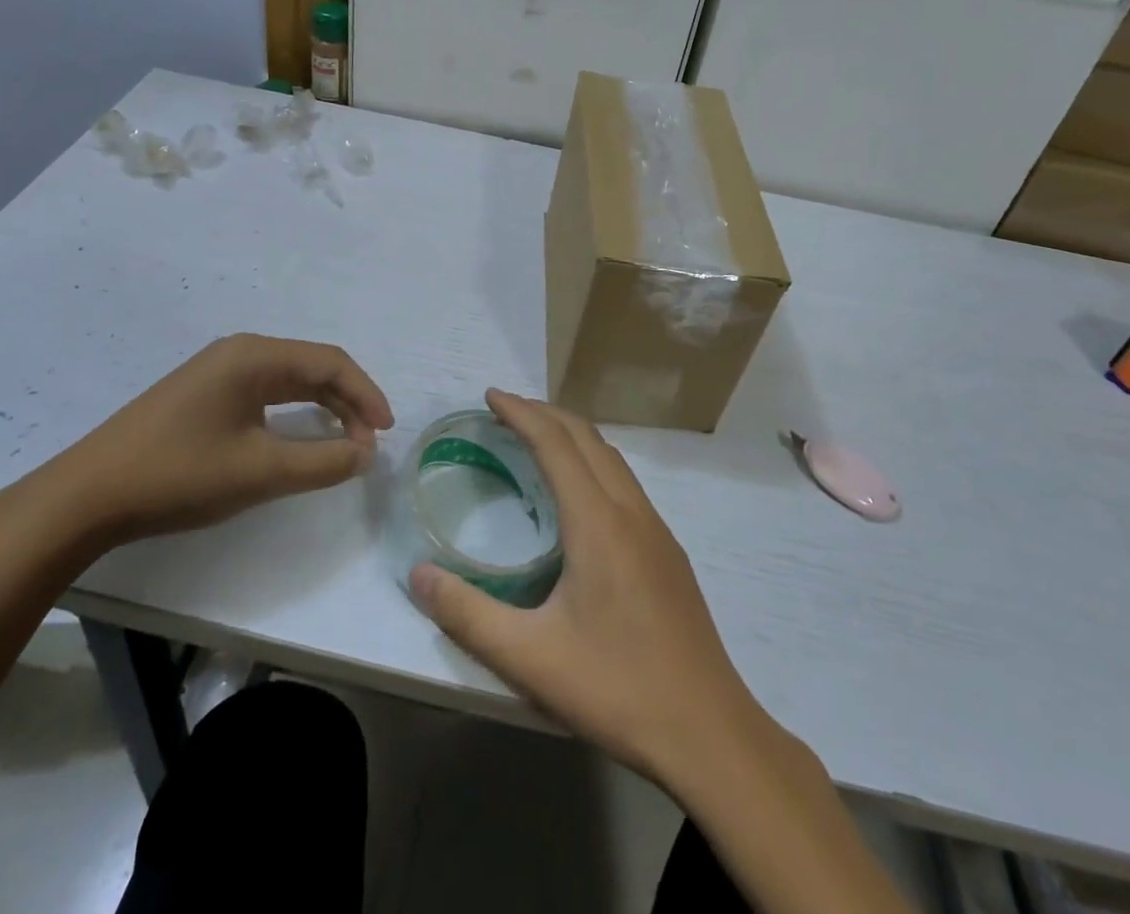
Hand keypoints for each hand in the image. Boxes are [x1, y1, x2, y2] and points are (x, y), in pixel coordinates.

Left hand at [25, 333, 392, 547]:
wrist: (86, 496)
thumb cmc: (179, 474)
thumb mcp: (259, 471)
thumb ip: (322, 462)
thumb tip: (366, 453)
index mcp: (255, 356)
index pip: (330, 362)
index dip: (366, 393)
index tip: (387, 432)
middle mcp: (240, 353)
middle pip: (311, 367)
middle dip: (348, 401)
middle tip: (369, 443)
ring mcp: (218, 372)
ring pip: (289, 381)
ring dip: (323, 408)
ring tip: (346, 443)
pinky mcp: (203, 395)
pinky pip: (265, 394)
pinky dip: (294, 415)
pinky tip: (300, 438)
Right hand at [409, 390, 761, 787]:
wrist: (711, 733)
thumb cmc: (617, 688)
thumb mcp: (531, 658)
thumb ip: (468, 614)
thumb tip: (418, 575)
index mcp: (598, 521)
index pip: (555, 443)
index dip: (521, 413)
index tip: (490, 396)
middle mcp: (631, 511)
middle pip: (587, 437)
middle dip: (545, 413)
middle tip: (505, 410)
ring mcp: (657, 530)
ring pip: (612, 458)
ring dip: (572, 435)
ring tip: (537, 438)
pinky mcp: (669, 553)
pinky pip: (625, 482)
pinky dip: (593, 462)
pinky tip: (581, 496)